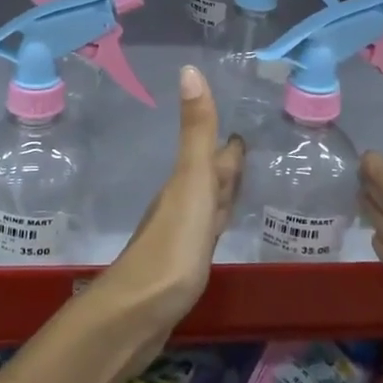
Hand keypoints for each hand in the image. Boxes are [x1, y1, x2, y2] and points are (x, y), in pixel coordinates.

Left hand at [88, 65, 242, 361]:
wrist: (138, 313)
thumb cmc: (172, 246)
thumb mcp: (191, 184)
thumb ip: (196, 132)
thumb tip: (189, 69)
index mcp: (187, 183)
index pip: (213, 154)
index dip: (227, 142)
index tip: (242, 125)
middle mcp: (182, 203)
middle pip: (209, 177)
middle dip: (225, 162)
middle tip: (244, 147)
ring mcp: (181, 235)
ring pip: (207, 204)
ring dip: (222, 191)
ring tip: (237, 181)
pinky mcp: (183, 265)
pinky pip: (206, 232)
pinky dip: (216, 223)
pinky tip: (217, 228)